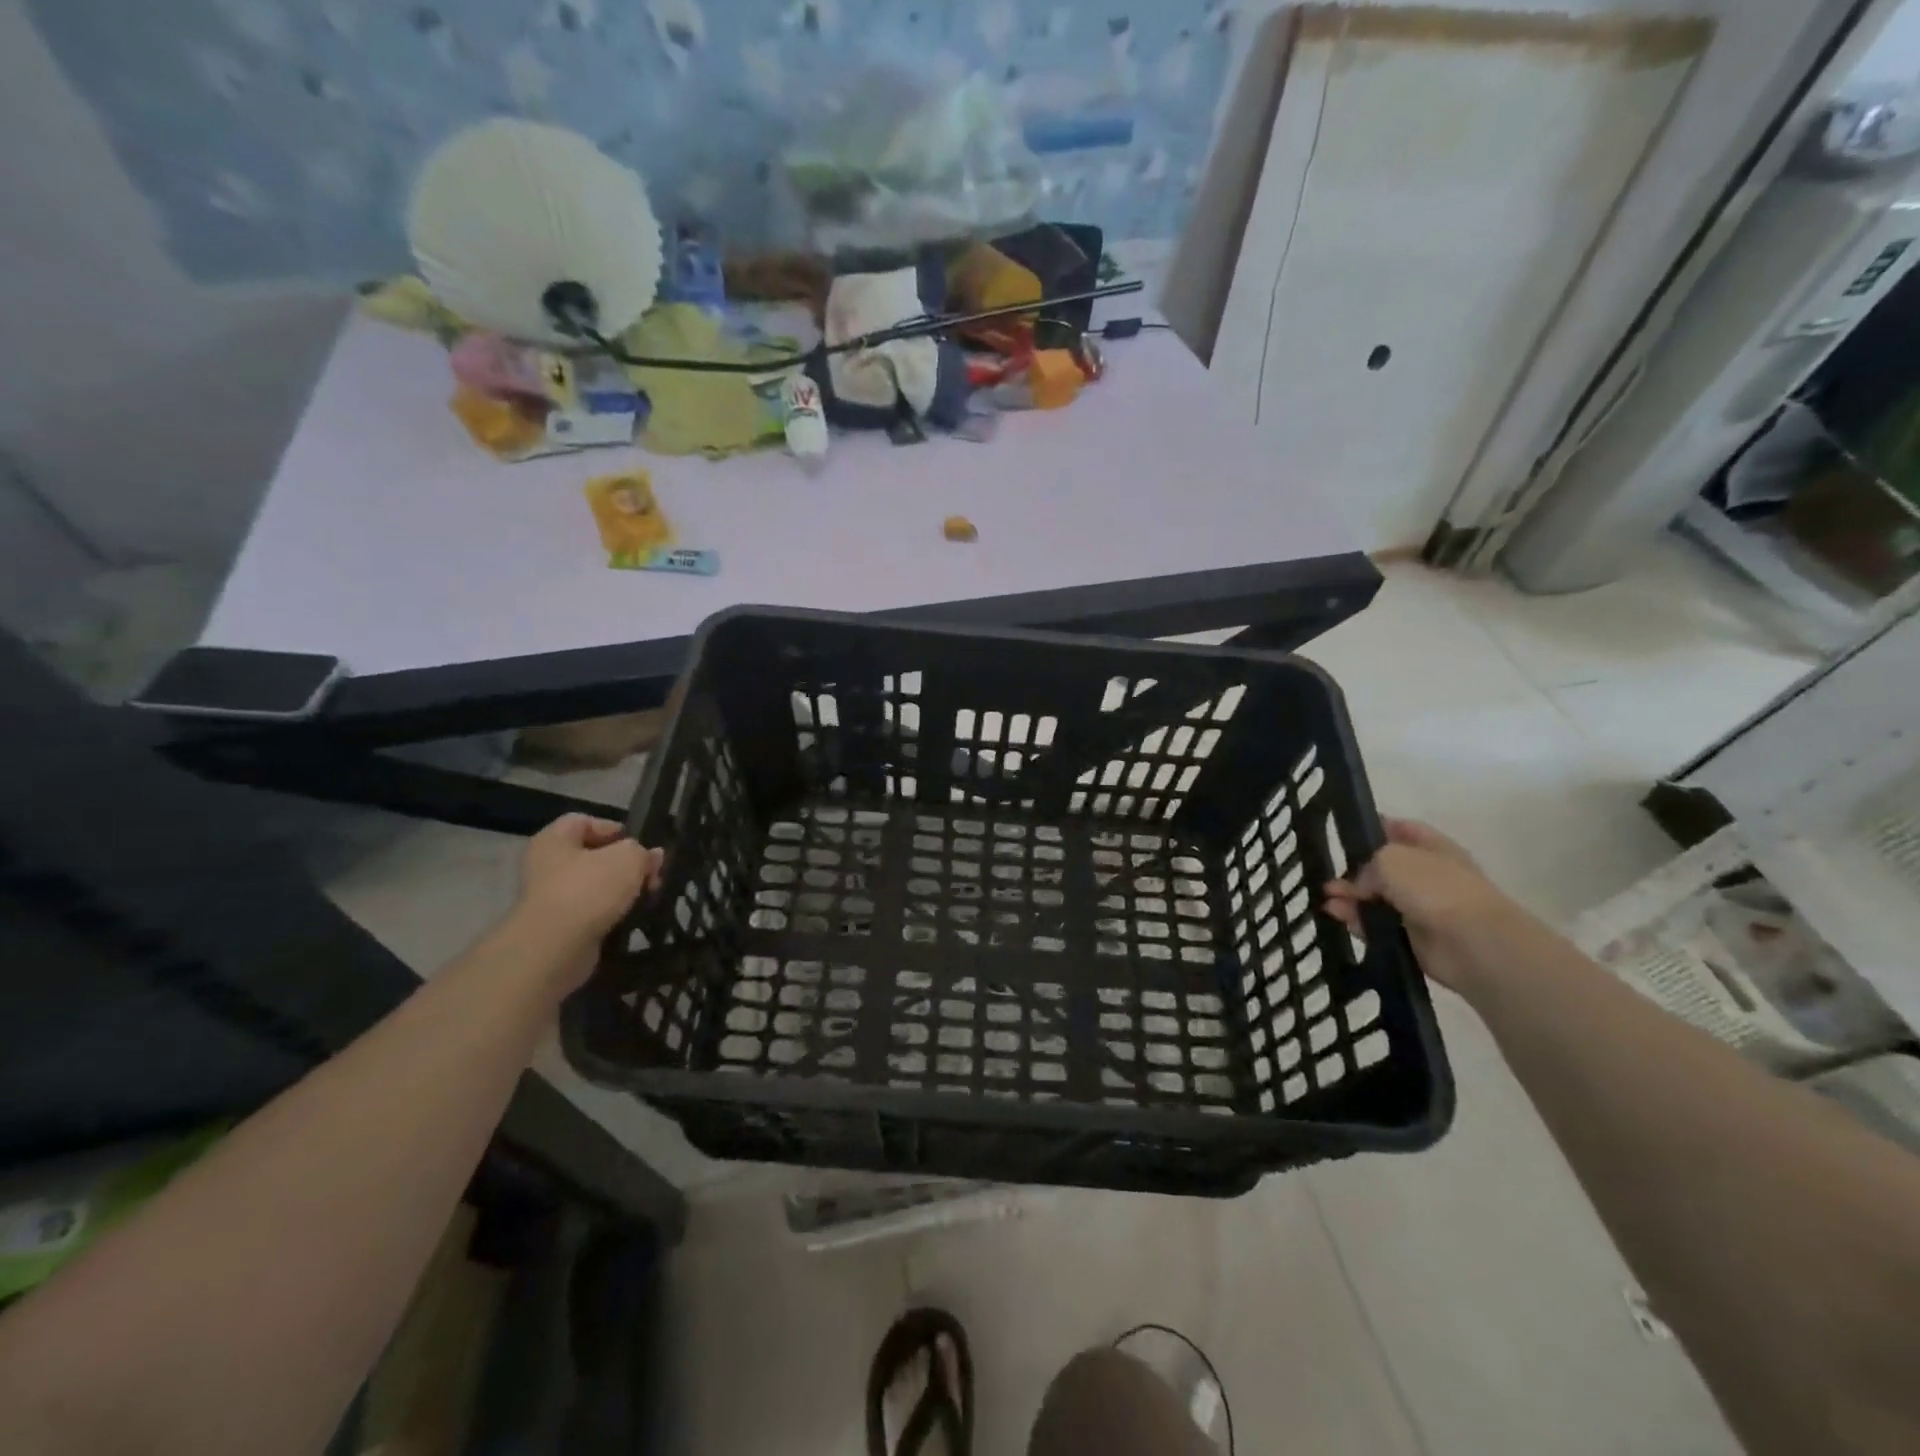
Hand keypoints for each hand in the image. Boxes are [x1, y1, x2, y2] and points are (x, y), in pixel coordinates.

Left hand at [513, 815, 661, 981]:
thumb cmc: (590, 889)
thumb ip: (643, 852)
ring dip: (621, 891)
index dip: (614, 829)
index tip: (640, 846)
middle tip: (651, 876)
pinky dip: (611, 914)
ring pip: (594, 886)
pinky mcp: (558, 927)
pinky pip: (591, 913)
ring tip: (646, 898)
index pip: (584, 821)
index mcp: (554, 840)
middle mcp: (545, 865)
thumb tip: (651, 857)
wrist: (556, 948)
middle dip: (625, 864)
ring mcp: (549, 898)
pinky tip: (630, 918)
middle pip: (593, 856)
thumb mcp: (629, 858)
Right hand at [1324, 818, 1526, 995]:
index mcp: (1431, 847)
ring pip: (1375, 898)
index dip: (1373, 828)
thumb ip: (1367, 864)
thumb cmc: (1435, 888)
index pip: (1399, 829)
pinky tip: (1338, 916)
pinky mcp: (1411, 937)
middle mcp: (1426, 875)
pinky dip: (1357, 921)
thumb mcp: (1391, 858)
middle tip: (1327, 875)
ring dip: (1349, 897)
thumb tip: (1361, 884)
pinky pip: (1376, 926)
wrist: (1472, 943)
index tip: (1343, 833)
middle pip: (1381, 868)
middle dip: (1353, 871)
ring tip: (1327, 899)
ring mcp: (1419, 908)